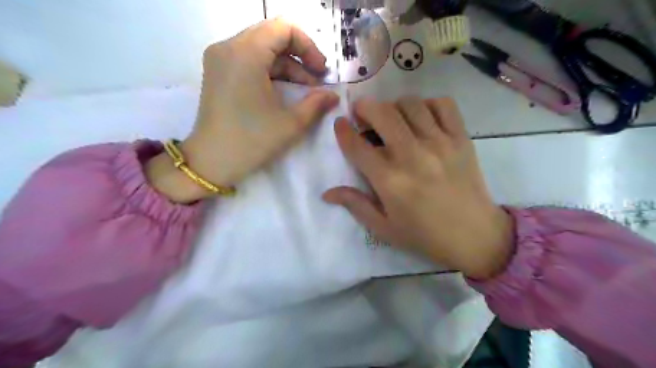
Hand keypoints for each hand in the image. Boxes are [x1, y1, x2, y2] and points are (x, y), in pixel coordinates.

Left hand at [146, 18, 339, 204]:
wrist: (212, 162)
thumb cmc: (252, 141)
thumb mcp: (291, 123)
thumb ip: (316, 104)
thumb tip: (333, 96)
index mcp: (245, 54)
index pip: (283, 28)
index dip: (308, 46)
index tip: (321, 71)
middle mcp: (228, 47)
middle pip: (272, 36)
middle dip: (299, 56)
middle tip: (316, 80)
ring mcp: (219, 59)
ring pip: (261, 49)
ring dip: (286, 66)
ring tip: (305, 91)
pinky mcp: (217, 72)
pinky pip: (249, 60)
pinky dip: (270, 71)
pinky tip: (284, 91)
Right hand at [325, 98, 514, 278]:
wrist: (475, 236)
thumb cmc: (424, 235)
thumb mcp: (384, 227)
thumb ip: (355, 205)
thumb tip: (327, 193)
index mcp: (390, 181)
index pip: (357, 146)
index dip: (343, 131)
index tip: (340, 124)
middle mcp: (412, 156)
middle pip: (382, 114)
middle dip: (365, 108)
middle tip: (362, 114)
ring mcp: (440, 144)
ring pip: (410, 104)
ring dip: (394, 106)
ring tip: (392, 118)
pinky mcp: (461, 139)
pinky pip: (443, 105)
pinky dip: (428, 104)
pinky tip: (422, 118)